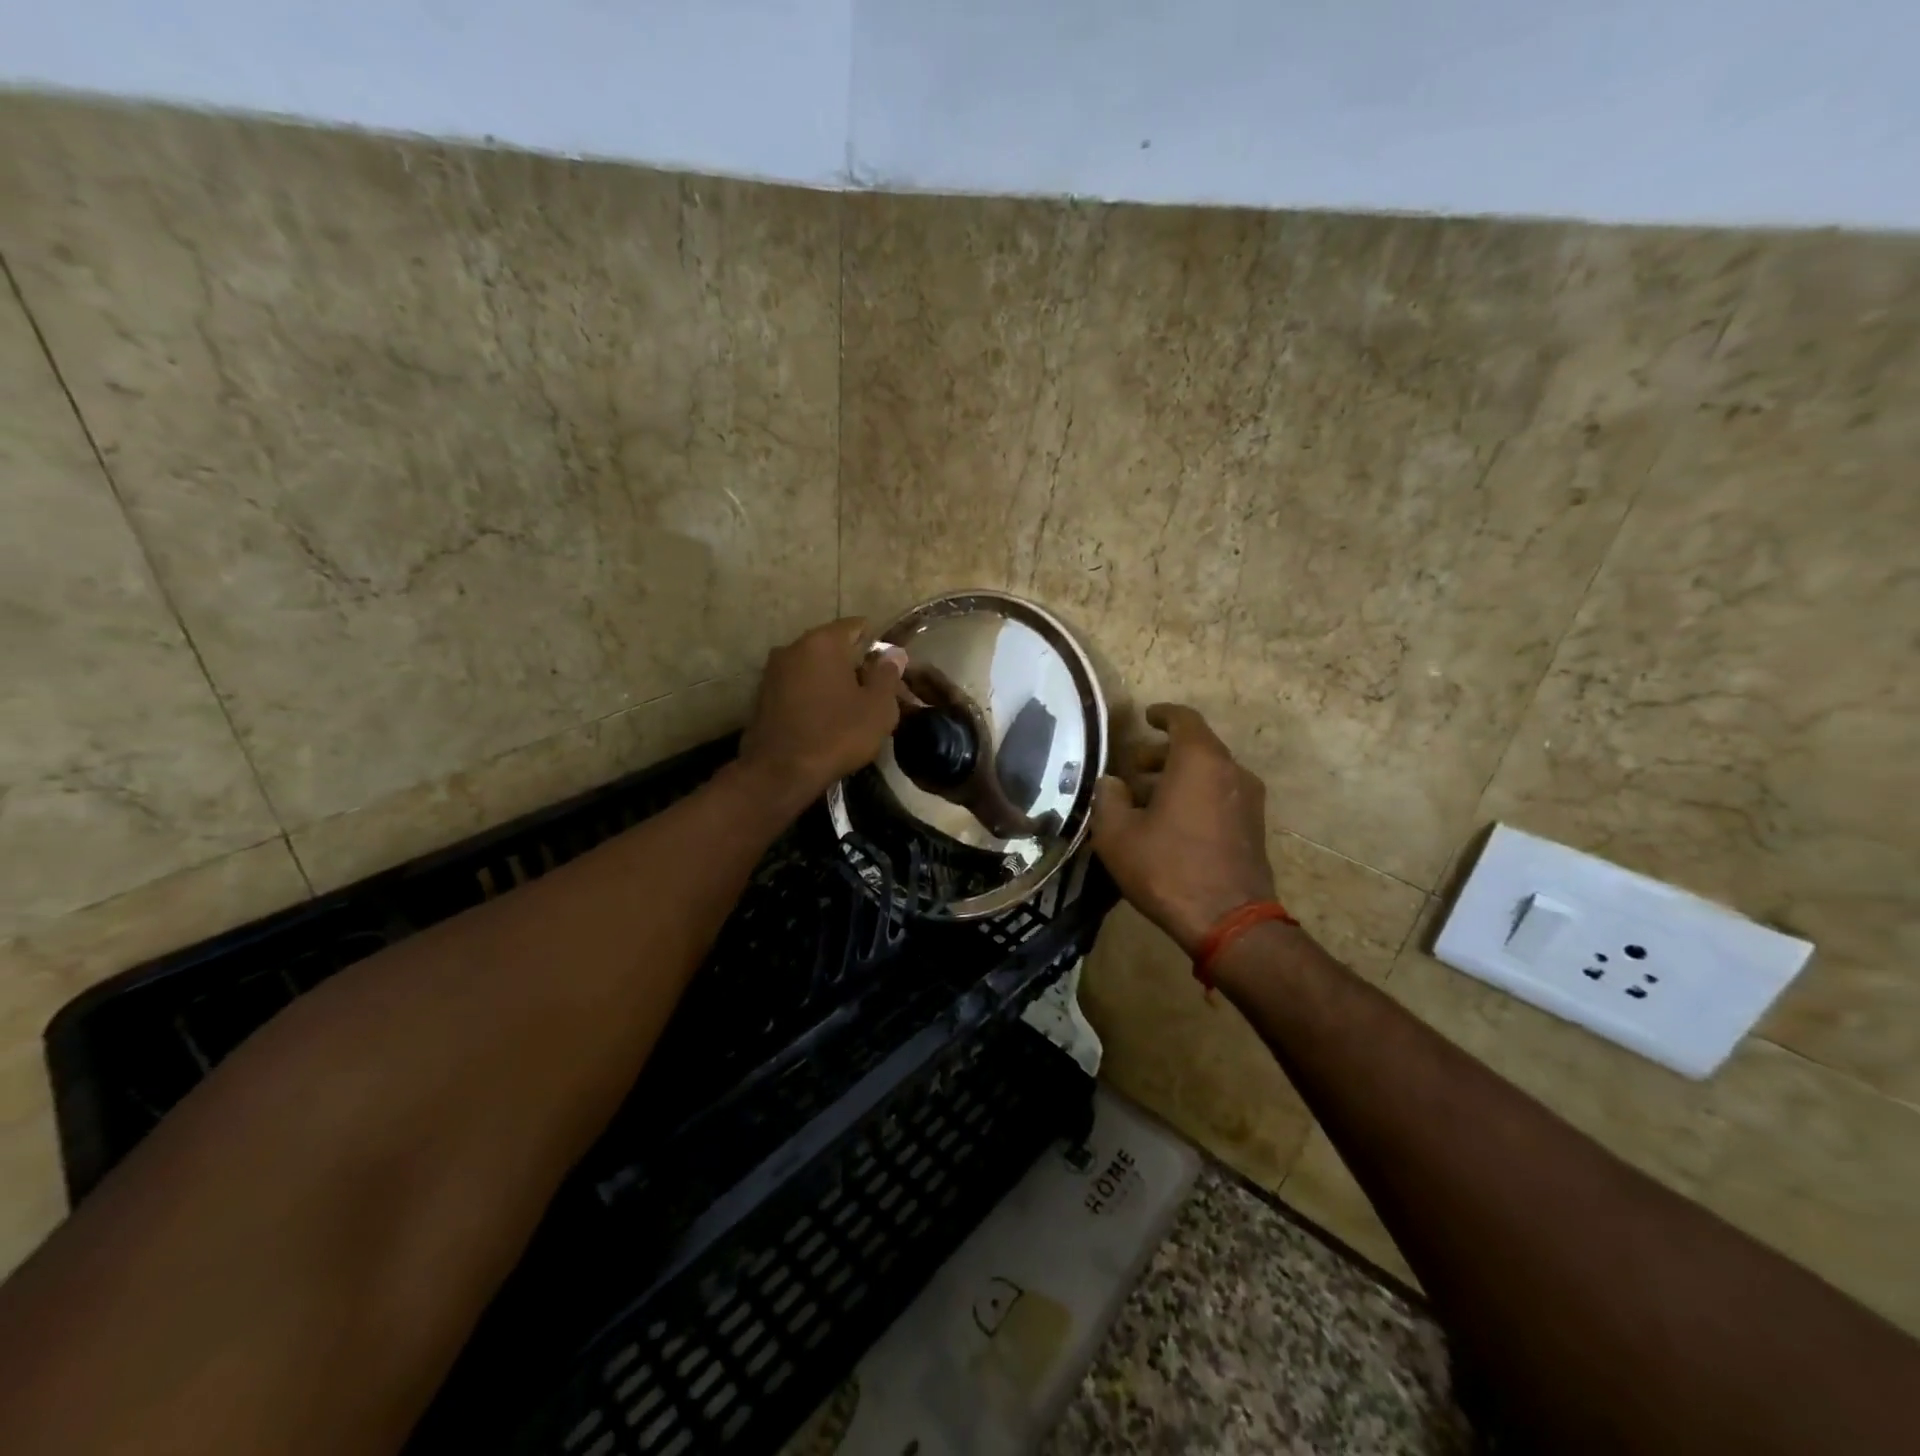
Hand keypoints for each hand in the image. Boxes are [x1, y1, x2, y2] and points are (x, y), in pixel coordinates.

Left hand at [737, 618, 904, 807]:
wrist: (780, 772)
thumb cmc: (837, 734)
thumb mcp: (878, 707)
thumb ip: (888, 674)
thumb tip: (894, 654)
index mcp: (823, 641)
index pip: (857, 626)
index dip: (878, 645)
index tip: (890, 669)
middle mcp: (794, 646)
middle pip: (834, 647)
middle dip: (855, 665)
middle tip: (875, 694)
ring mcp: (773, 670)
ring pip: (814, 668)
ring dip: (833, 681)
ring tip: (852, 710)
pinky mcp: (762, 695)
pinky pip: (798, 686)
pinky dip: (814, 695)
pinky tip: (826, 719)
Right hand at [1091, 704, 1276, 955]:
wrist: (1229, 921)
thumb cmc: (1167, 868)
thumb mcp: (1117, 834)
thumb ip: (1108, 798)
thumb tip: (1111, 783)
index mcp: (1199, 760)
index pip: (1183, 719)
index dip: (1162, 714)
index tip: (1146, 717)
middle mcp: (1230, 771)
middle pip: (1196, 747)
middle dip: (1162, 753)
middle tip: (1132, 769)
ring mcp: (1248, 799)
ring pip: (1209, 773)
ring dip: (1178, 777)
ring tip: (1146, 799)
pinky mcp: (1254, 826)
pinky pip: (1220, 795)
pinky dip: (1196, 795)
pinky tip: (1170, 822)